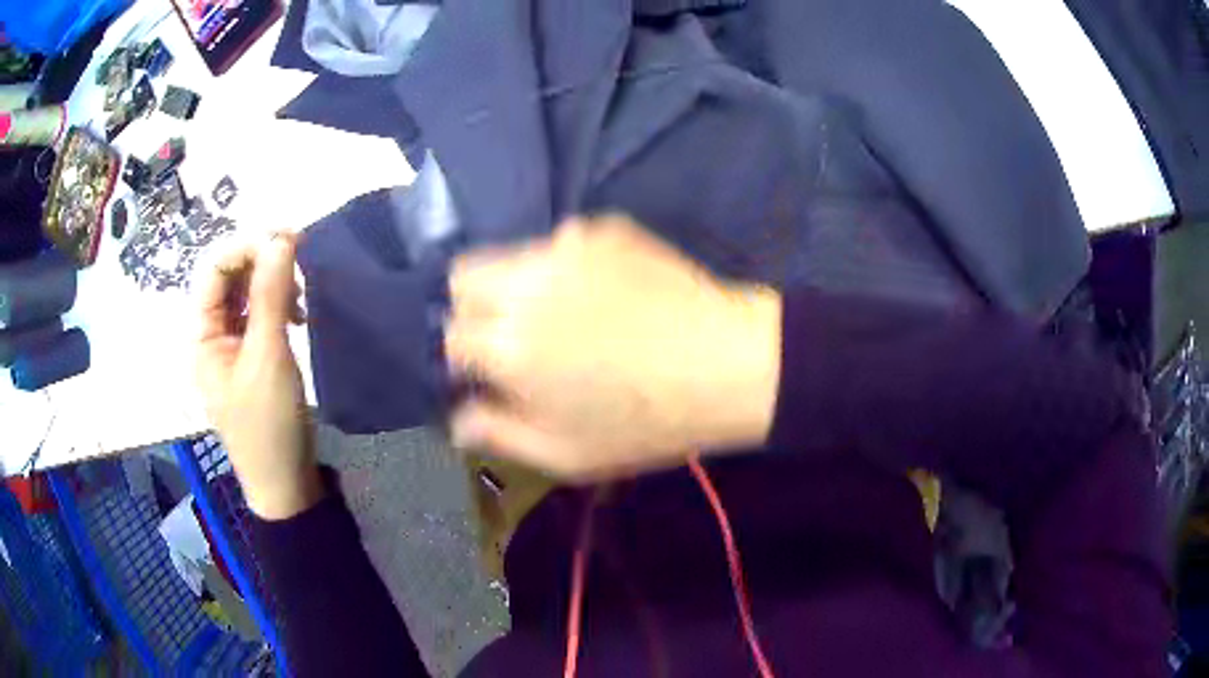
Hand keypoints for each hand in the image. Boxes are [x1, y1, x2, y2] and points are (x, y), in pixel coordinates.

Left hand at [195, 233, 321, 519]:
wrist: (286, 483)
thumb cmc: (269, 424)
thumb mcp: (268, 357)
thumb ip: (271, 295)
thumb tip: (280, 238)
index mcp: (202, 336)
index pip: (215, 271)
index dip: (247, 248)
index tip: (288, 240)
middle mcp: (212, 336)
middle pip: (230, 280)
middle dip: (262, 263)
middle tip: (301, 261)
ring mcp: (232, 348)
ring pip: (247, 296)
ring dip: (273, 284)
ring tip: (302, 295)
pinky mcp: (253, 359)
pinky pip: (260, 317)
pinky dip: (278, 306)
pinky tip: (299, 316)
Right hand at [446, 215, 780, 481]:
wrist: (727, 365)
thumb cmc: (645, 422)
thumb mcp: (565, 453)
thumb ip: (498, 433)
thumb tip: (455, 419)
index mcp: (507, 344)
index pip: (448, 335)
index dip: (459, 357)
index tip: (480, 371)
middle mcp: (524, 283)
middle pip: (461, 277)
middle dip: (469, 307)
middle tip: (505, 337)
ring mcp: (565, 245)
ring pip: (508, 255)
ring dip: (514, 284)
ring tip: (559, 314)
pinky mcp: (601, 227)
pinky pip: (559, 244)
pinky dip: (562, 267)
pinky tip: (601, 292)